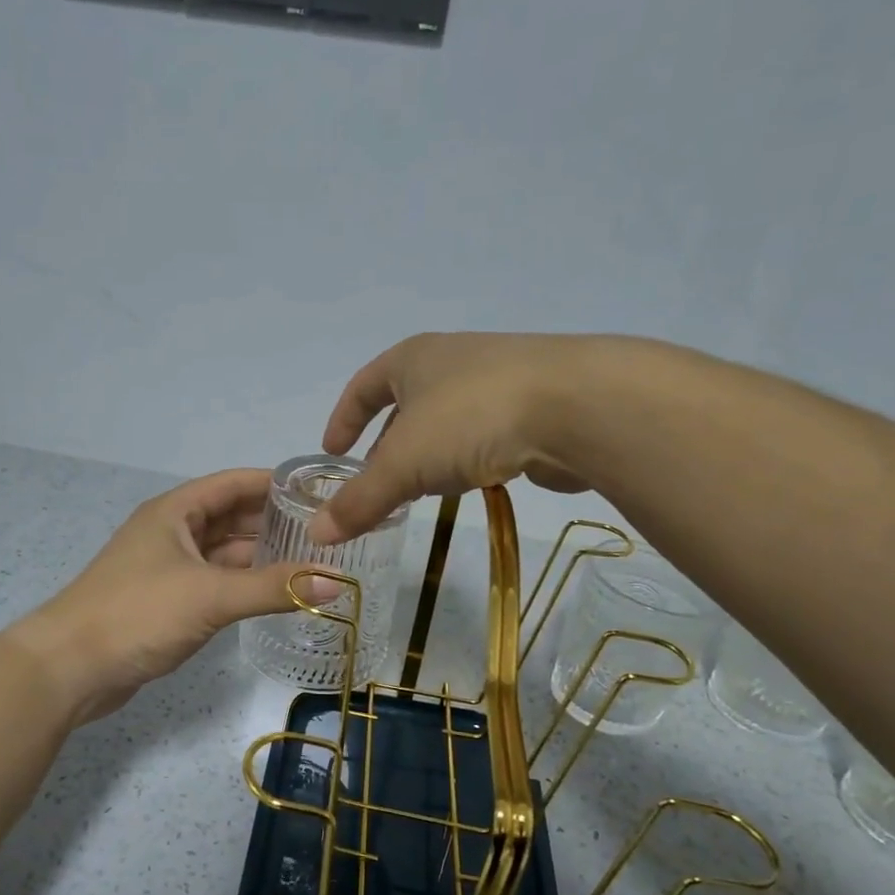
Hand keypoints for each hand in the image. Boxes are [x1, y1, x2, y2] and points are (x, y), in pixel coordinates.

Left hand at [17, 469, 333, 722]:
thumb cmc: (138, 614)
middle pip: (231, 517)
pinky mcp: (167, 602)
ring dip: (261, 556)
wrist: (70, 668)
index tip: (319, 491)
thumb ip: (274, 588)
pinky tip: (275, 593)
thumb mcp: (210, 595)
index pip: (234, 483)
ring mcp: (168, 568)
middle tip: (326, 533)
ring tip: (313, 562)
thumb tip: (337, 582)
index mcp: (175, 512)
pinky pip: (215, 583)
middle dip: (275, 523)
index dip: (275, 484)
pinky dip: (243, 585)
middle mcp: (172, 532)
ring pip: (224, 553)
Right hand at [309, 332, 600, 543]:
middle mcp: (452, 361)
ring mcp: (498, 379)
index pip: (362, 386)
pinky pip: (484, 433)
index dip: (343, 419)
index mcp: (413, 359)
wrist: (578, 405)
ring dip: (427, 454)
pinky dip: (466, 458)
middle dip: (385, 444)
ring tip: (417, 491)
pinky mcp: (534, 406)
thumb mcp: (403, 465)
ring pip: (446, 421)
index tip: (332, 451)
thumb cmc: (471, 419)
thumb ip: (360, 501)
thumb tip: (316, 535)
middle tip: (373, 484)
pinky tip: (470, 484)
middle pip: (405, 404)